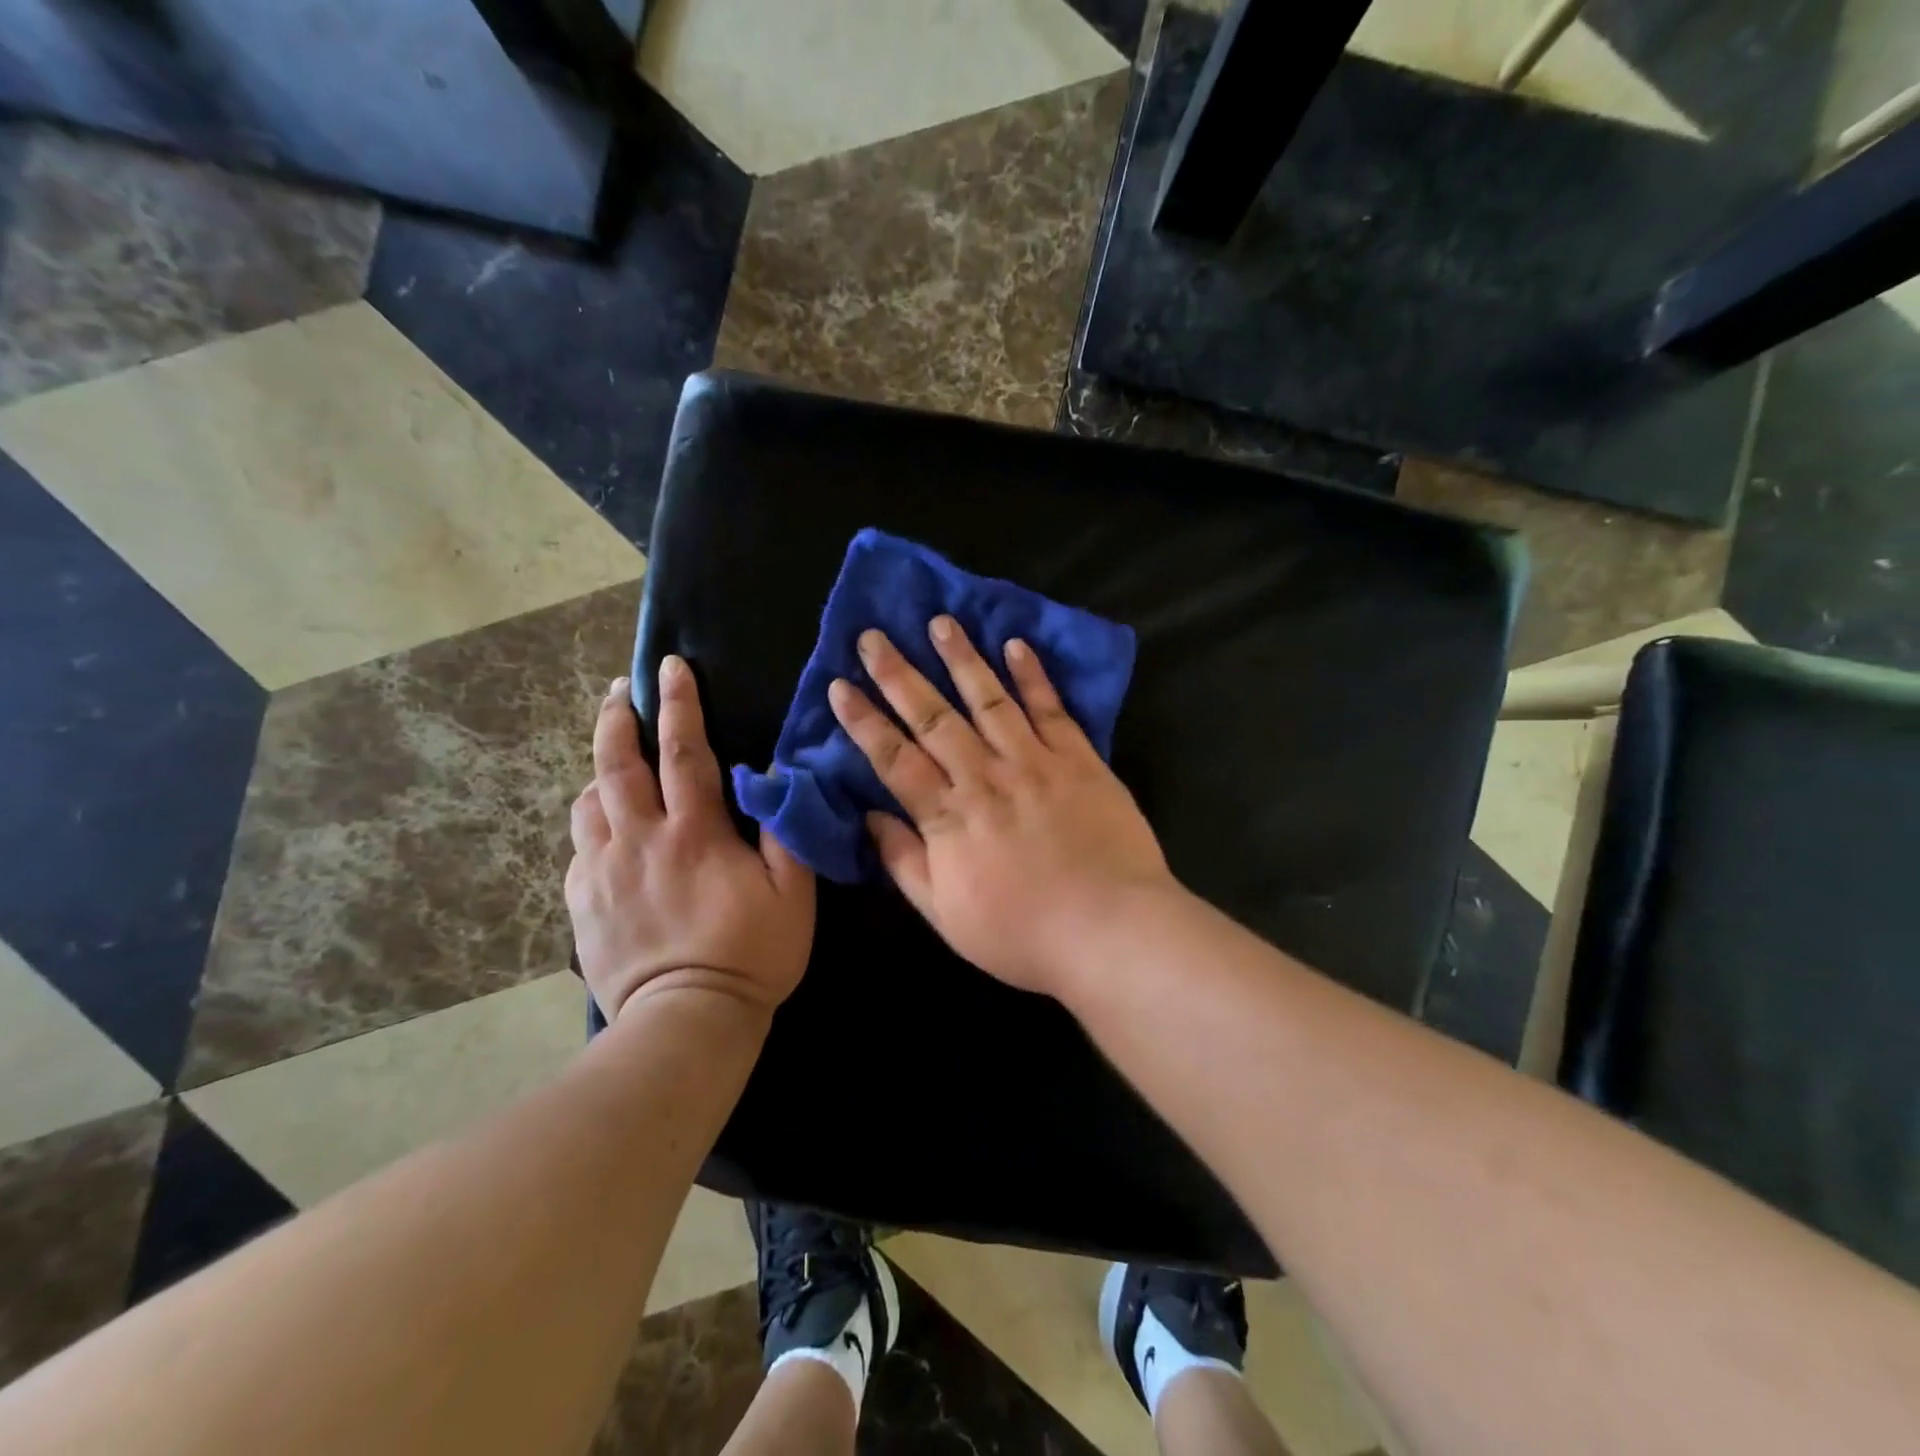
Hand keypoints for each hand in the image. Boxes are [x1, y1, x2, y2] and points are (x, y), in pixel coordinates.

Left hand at [568, 657, 814, 1020]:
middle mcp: (640, 840)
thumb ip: (786, 832)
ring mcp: (602, 870)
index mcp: (694, 833)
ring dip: (601, 770)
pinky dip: (592, 822)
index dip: (679, 704)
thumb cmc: (751, 955)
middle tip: (620, 690)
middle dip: (617, 718)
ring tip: (614, 761)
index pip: (683, 751)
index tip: (672, 666)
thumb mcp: (793, 895)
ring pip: (588, 800)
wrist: (686, 1022)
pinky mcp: (581, 901)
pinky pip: (578, 845)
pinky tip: (607, 828)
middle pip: (617, 763)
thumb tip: (773, 780)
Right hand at [828, 617, 1174, 996]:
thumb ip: (905, 862)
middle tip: (875, 636)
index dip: (864, 721)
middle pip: (934, 718)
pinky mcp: (1079, 760)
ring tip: (940, 623)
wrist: (1111, 930)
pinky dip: (1033, 676)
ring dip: (962, 659)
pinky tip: (1016, 646)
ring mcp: (1035, 763)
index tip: (839, 685)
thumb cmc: (1023, 934)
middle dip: (899, 675)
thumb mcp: (946, 915)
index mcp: (949, 817)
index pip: (894, 759)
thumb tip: (870, 818)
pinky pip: (1051, 710)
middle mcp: (985, 777)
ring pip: (989, 700)